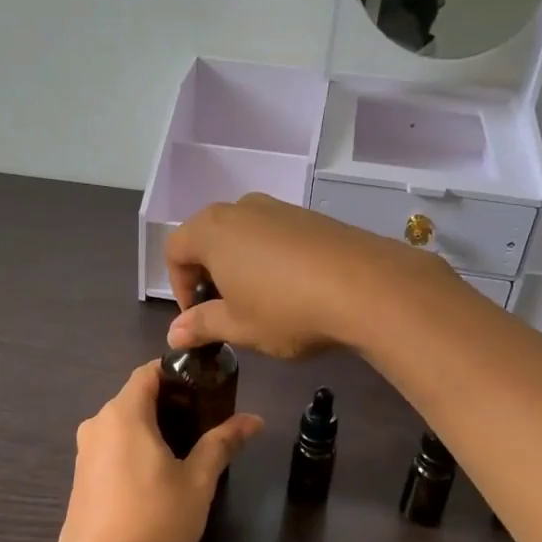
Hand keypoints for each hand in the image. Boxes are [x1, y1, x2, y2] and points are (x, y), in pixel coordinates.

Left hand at [52, 361, 262, 541]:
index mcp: (123, 414)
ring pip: (123, 426)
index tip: (207, 387)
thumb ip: (222, 444)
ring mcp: (84, 453)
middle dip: (171, 404)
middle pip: (136, 398)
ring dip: (153, 429)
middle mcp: (97, 424)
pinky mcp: (80, 479)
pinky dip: (135, 450)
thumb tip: (254, 419)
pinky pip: (112, 449)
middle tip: (206, 422)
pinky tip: (157, 479)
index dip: (178, 373)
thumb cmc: (153, 520)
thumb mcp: (197, 482)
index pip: (148, 372)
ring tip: (187, 451)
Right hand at [164, 193, 443, 357]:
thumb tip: (174, 333)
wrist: (367, 287)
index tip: (198, 318)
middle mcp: (241, 208)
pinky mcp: (311, 217)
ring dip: (241, 266)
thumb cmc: (286, 308)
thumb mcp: (238, 326)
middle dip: (209, 275)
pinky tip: (294, 289)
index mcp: (211, 229)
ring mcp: (279, 208)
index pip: (174, 251)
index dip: (179, 287)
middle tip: (226, 311)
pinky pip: (275, 235)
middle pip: (208, 238)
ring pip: (243, 236)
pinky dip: (271, 259)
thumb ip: (202, 325)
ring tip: (262, 302)